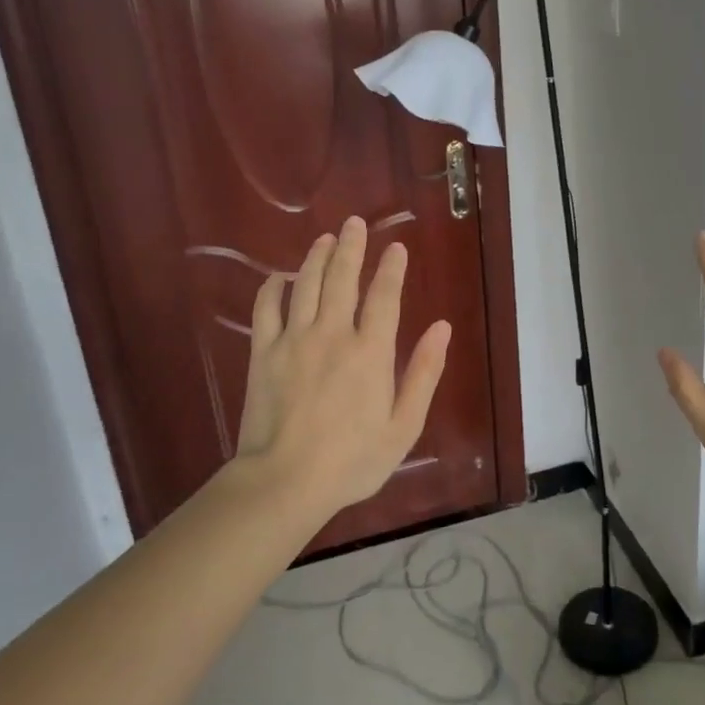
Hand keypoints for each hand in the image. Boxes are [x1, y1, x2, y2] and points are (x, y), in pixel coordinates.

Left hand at [232, 217, 451, 517]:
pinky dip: (273, 288)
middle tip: (354, 223)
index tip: (396, 247)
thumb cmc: (353, 460)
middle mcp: (333, 334)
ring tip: (325, 238)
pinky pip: (266, 309)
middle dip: (352, 246)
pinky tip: (279, 277)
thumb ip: (424, 373)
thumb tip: (442, 328)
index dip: (392, 268)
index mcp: (371, 351)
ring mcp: (294, 340)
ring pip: (306, 284)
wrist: (285, 481)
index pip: (384, 296)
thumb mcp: (404, 425)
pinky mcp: (262, 353)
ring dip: (317, 257)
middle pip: (343, 278)